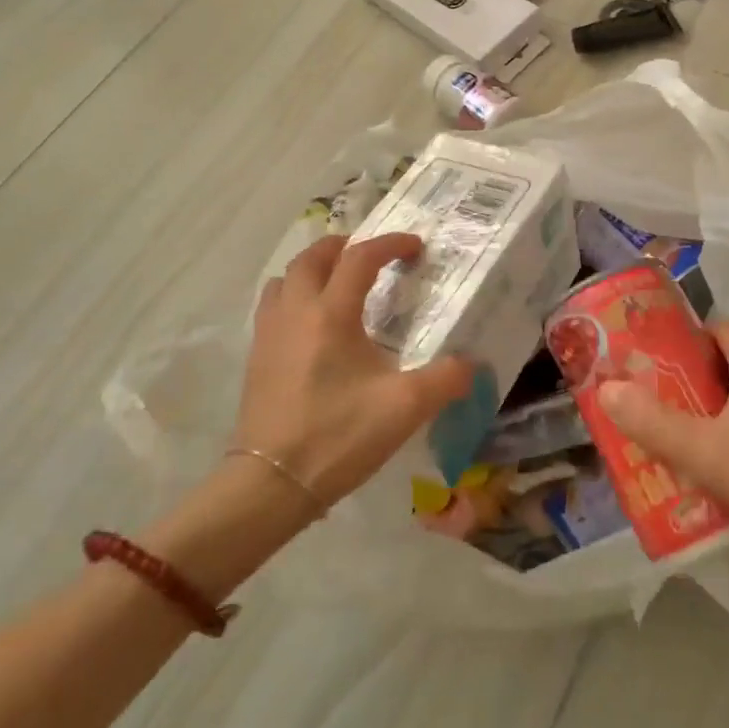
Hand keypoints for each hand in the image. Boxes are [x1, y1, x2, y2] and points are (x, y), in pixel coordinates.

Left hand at [236, 233, 471, 507]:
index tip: (414, 246)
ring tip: (333, 282)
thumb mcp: (405, 408)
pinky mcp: (255, 359)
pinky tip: (309, 326)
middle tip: (367, 253)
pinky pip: (271, 308)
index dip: (389, 244)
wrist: (271, 483)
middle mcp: (295, 312)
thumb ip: (446, 380)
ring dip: (310, 269)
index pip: (360, 258)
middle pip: (311, 258)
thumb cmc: (339, 435)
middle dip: (342, 246)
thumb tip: (472, 365)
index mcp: (331, 313)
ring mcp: (268, 335)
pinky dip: (291, 298)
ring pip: (283, 280)